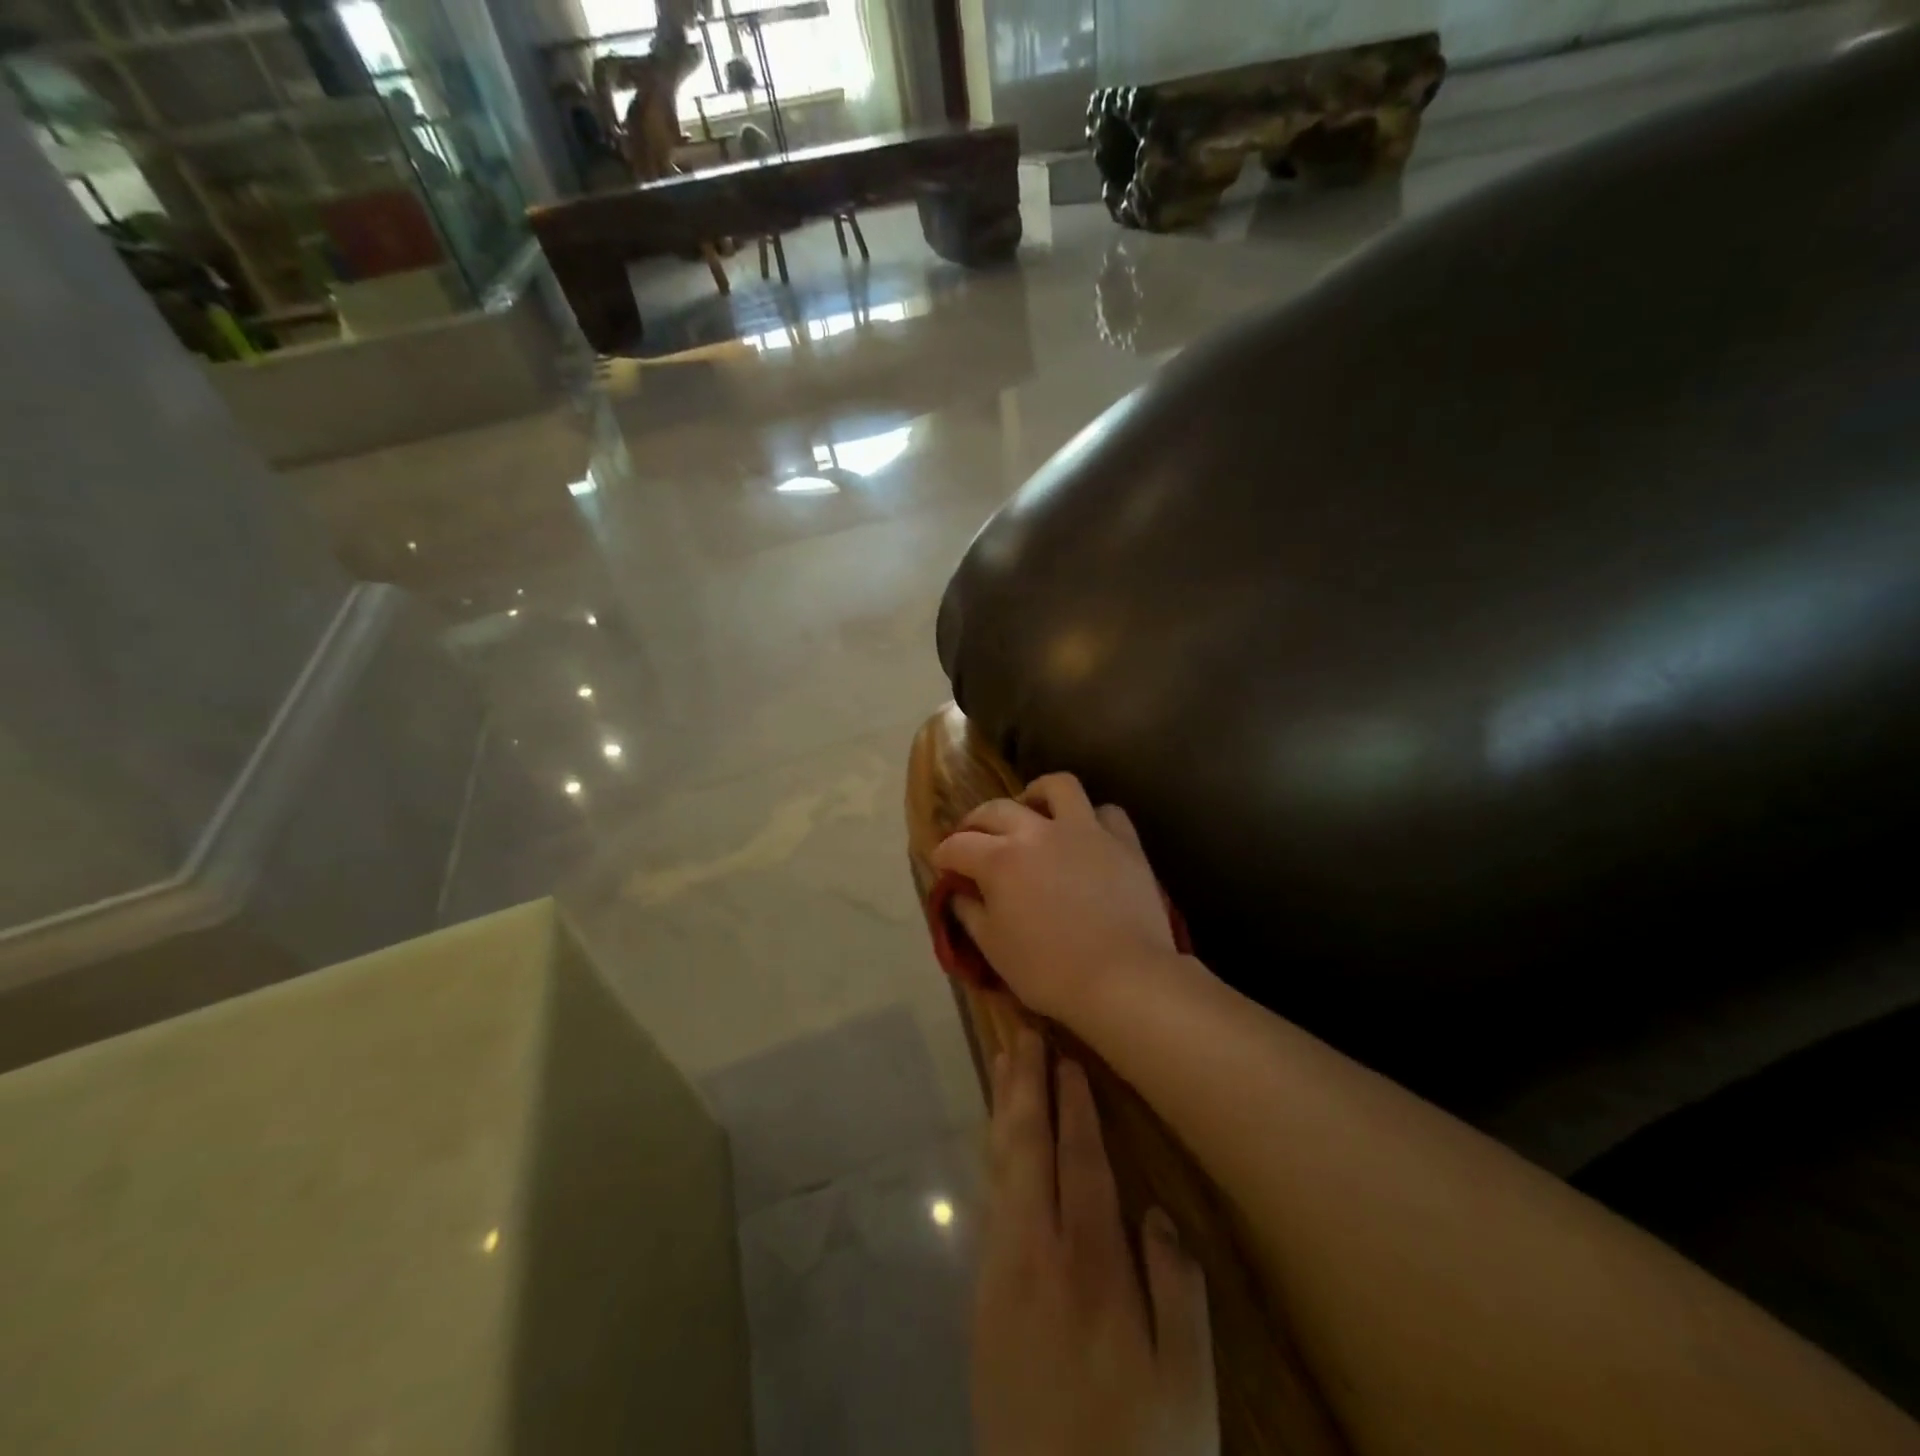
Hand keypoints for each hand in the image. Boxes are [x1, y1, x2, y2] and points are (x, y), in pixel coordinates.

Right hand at [932, 774, 1178, 1022]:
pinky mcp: (1123, 841)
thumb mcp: (994, 949)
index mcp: (1000, 860)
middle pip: (996, 809)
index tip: (942, 864)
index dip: (943, 854)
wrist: (1123, 978)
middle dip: (976, 821)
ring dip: (1036, 795)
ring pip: (1057, 787)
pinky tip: (1085, 834)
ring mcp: (1084, 830)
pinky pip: (1106, 812)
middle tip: (974, 838)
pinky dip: (1091, 818)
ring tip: (1032, 811)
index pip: (958, 845)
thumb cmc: (1049, 971)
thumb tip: (959, 893)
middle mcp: (1038, 831)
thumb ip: (970, 914)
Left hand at [973, 1026, 1215, 1455]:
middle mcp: (1035, 1252)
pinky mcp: (982, 1296)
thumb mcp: (1188, 1389)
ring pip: (1000, 1166)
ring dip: (1003, 1109)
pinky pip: (990, 1199)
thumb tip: (1156, 1214)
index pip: (1080, 1161)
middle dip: (1025, 1084)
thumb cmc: (1139, 1454)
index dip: (1074, 1106)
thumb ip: (1178, 1292)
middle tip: (1023, 1032)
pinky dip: (995, 1153)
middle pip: (1026, 1147)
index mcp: (1089, 1266)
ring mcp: (1000, 1271)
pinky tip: (999, 1137)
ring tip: (1004, 1063)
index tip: (1068, 1057)